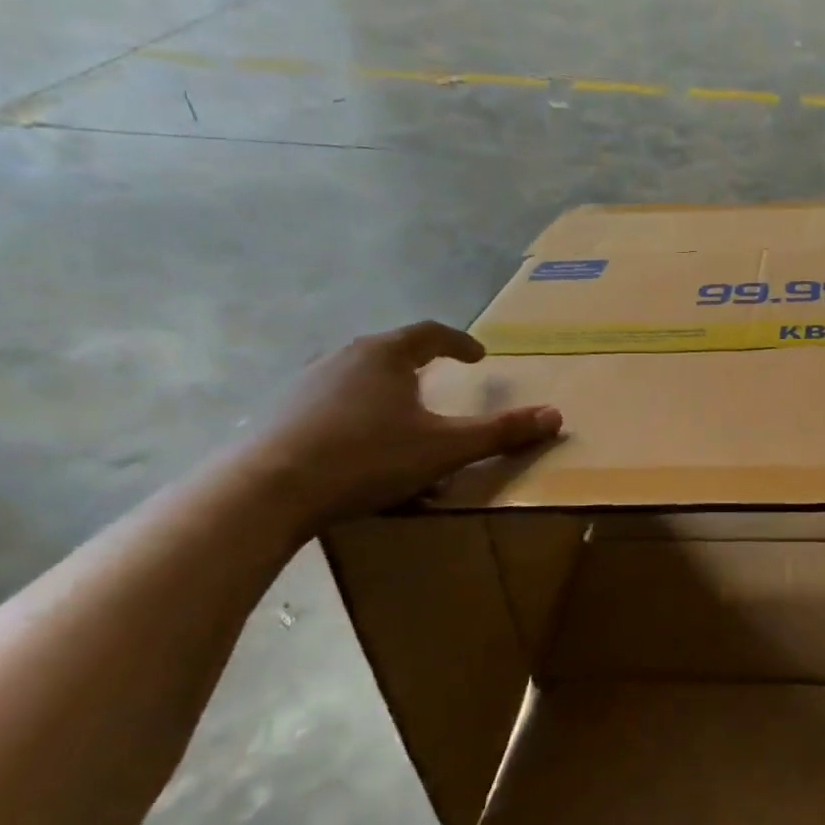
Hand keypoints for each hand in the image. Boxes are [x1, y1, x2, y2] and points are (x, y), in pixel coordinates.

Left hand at [241, 321, 561, 531]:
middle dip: (420, 363)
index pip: (430, 333)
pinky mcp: (283, 410)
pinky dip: (355, 410)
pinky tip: (357, 441)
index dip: (459, 342)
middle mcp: (345, 356)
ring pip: (358, 375)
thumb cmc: (367, 458)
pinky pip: (331, 400)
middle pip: (391, 349)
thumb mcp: (444, 448)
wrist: (268, 490)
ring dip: (385, 387)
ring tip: (400, 412)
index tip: (478, 356)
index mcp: (386, 355)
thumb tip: (556, 415)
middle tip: (440, 380)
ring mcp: (307, 381)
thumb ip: (500, 432)